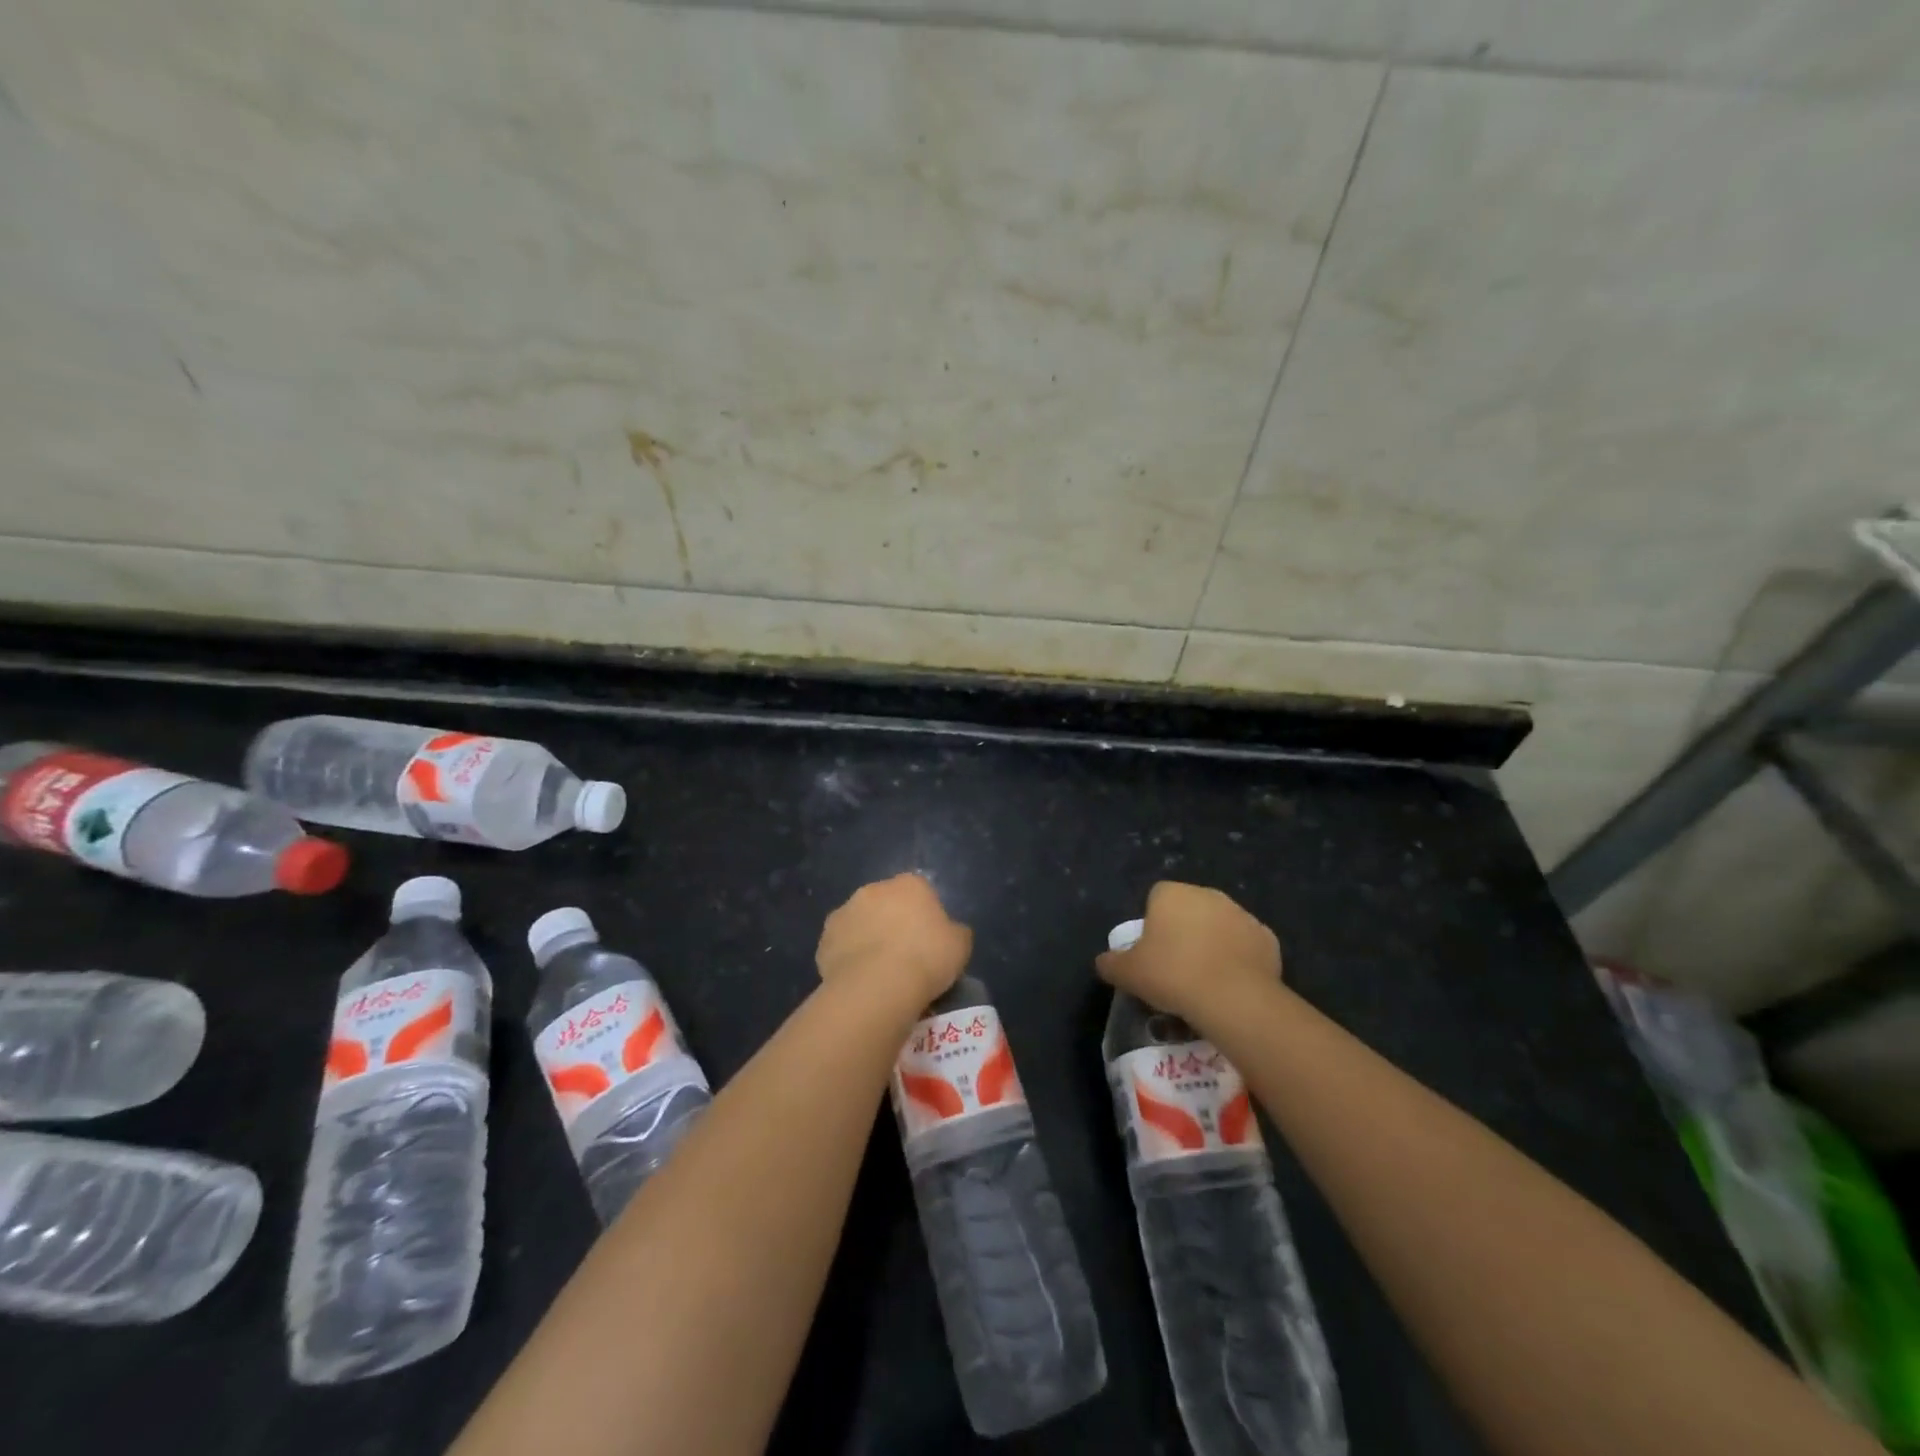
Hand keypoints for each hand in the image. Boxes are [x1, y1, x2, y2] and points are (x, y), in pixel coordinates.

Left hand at [817, 873, 972, 1007]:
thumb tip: (949, 932)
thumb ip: (955, 932)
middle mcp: (873, 890)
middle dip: (892, 922)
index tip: (929, 941)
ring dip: (867, 938)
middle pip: (886, 903)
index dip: (924, 916)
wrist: (878, 986)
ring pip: (860, 923)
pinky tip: (860, 982)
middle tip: (904, 955)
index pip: (919, 892)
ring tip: (879, 972)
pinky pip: (841, 947)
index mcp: (909, 884)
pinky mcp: (824, 940)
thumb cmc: (926, 958)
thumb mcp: (960, 945)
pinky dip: (848, 959)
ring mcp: (844, 913)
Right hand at [1097, 881, 1280, 1025]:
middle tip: (1176, 967)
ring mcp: (1241, 914)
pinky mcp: (1267, 938)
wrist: (1233, 998)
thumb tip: (1104, 961)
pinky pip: (1245, 945)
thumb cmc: (1172, 975)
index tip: (1152, 953)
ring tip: (1204, 980)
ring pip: (1219, 926)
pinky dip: (1238, 960)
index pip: (1156, 898)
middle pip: (1190, 909)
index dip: (1153, 924)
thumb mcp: (1127, 973)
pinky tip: (1230, 984)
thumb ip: (1111, 963)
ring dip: (1212, 944)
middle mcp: (1208, 894)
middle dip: (1184, 930)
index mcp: (1172, 893)